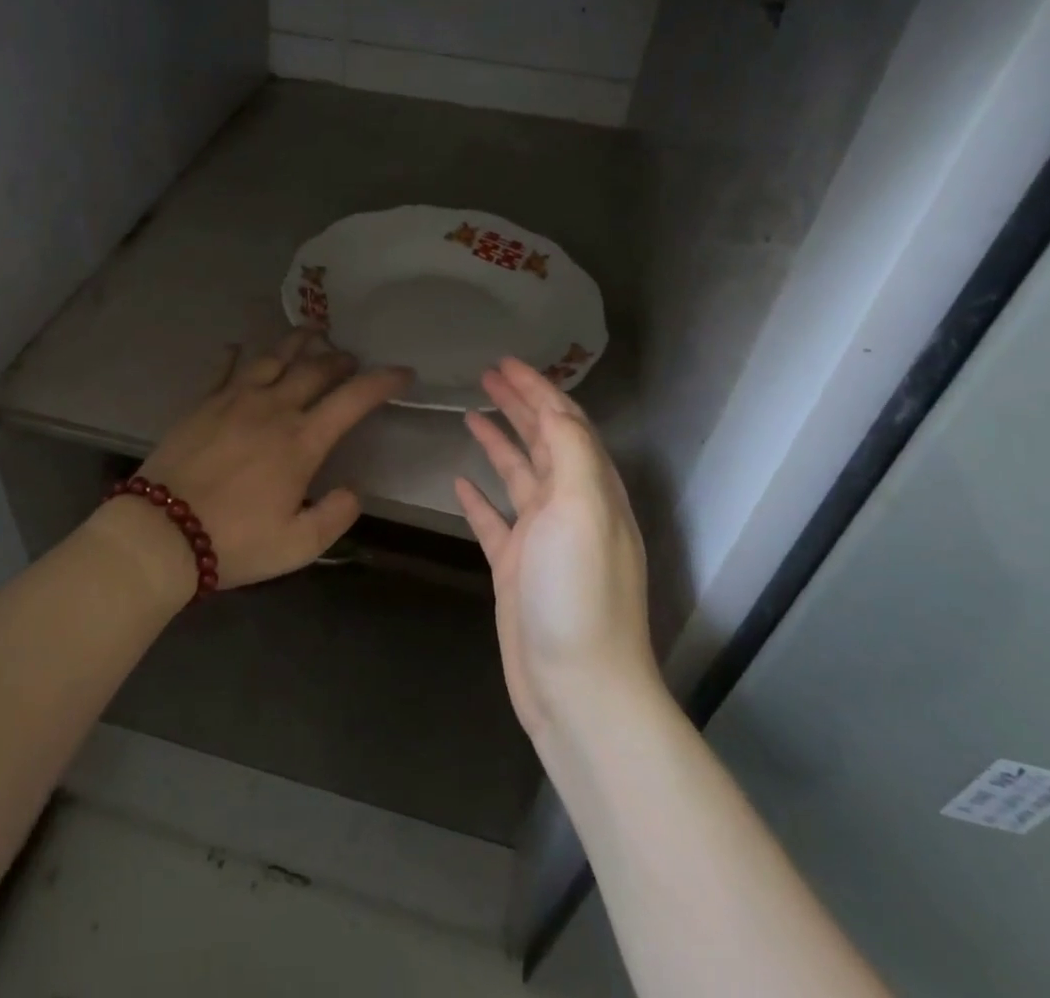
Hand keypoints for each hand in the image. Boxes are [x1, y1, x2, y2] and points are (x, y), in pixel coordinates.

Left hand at [95, 330, 410, 598]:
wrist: (160, 533)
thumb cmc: (234, 542)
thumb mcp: (298, 546)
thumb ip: (335, 515)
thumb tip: (354, 489)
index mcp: (302, 441)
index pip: (353, 399)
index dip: (383, 381)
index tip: (403, 372)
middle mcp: (273, 408)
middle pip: (315, 369)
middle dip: (340, 359)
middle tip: (351, 358)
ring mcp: (234, 400)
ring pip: (273, 357)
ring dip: (297, 341)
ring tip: (312, 330)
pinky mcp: (202, 403)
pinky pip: (223, 369)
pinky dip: (234, 355)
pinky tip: (237, 346)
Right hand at [456, 358, 657, 735]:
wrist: (577, 687)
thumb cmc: (579, 591)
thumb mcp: (582, 508)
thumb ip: (570, 451)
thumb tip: (552, 407)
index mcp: (591, 488)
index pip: (564, 422)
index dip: (538, 388)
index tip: (506, 361)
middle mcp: (569, 506)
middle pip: (542, 441)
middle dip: (518, 404)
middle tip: (485, 375)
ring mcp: (541, 538)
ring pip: (517, 474)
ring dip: (498, 442)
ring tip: (470, 413)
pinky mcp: (516, 568)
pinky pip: (494, 520)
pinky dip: (479, 497)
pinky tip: (458, 482)